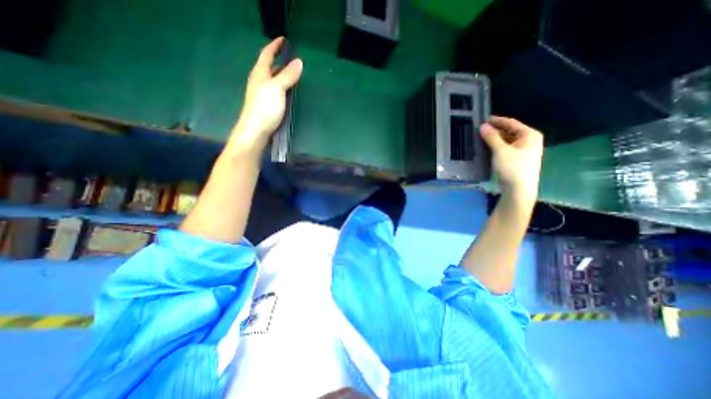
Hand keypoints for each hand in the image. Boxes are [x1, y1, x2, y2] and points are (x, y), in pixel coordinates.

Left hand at [229, 36, 304, 155]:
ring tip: (293, 73)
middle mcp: (260, 82)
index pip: (267, 55)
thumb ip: (288, 76)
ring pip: (273, 80)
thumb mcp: (277, 89)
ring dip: (282, 74)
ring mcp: (263, 94)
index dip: (274, 46)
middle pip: (269, 67)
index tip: (284, 39)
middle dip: (279, 60)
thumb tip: (299, 62)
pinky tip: (289, 92)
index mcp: (260, 74)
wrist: (256, 131)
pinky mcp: (267, 105)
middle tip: (292, 58)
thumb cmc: (264, 108)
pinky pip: (276, 91)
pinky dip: (283, 87)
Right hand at [483, 117, 545, 200]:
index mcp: (529, 135)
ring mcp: (525, 151)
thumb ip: (491, 137)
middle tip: (481, 130)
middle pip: (510, 131)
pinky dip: (498, 147)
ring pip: (508, 141)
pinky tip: (488, 148)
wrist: (519, 189)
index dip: (497, 120)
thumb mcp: (500, 150)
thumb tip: (483, 126)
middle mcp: (529, 141)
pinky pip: (507, 149)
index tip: (484, 119)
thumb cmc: (512, 167)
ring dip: (496, 139)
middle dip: (496, 131)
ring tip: (482, 139)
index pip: (511, 123)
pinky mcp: (519, 160)